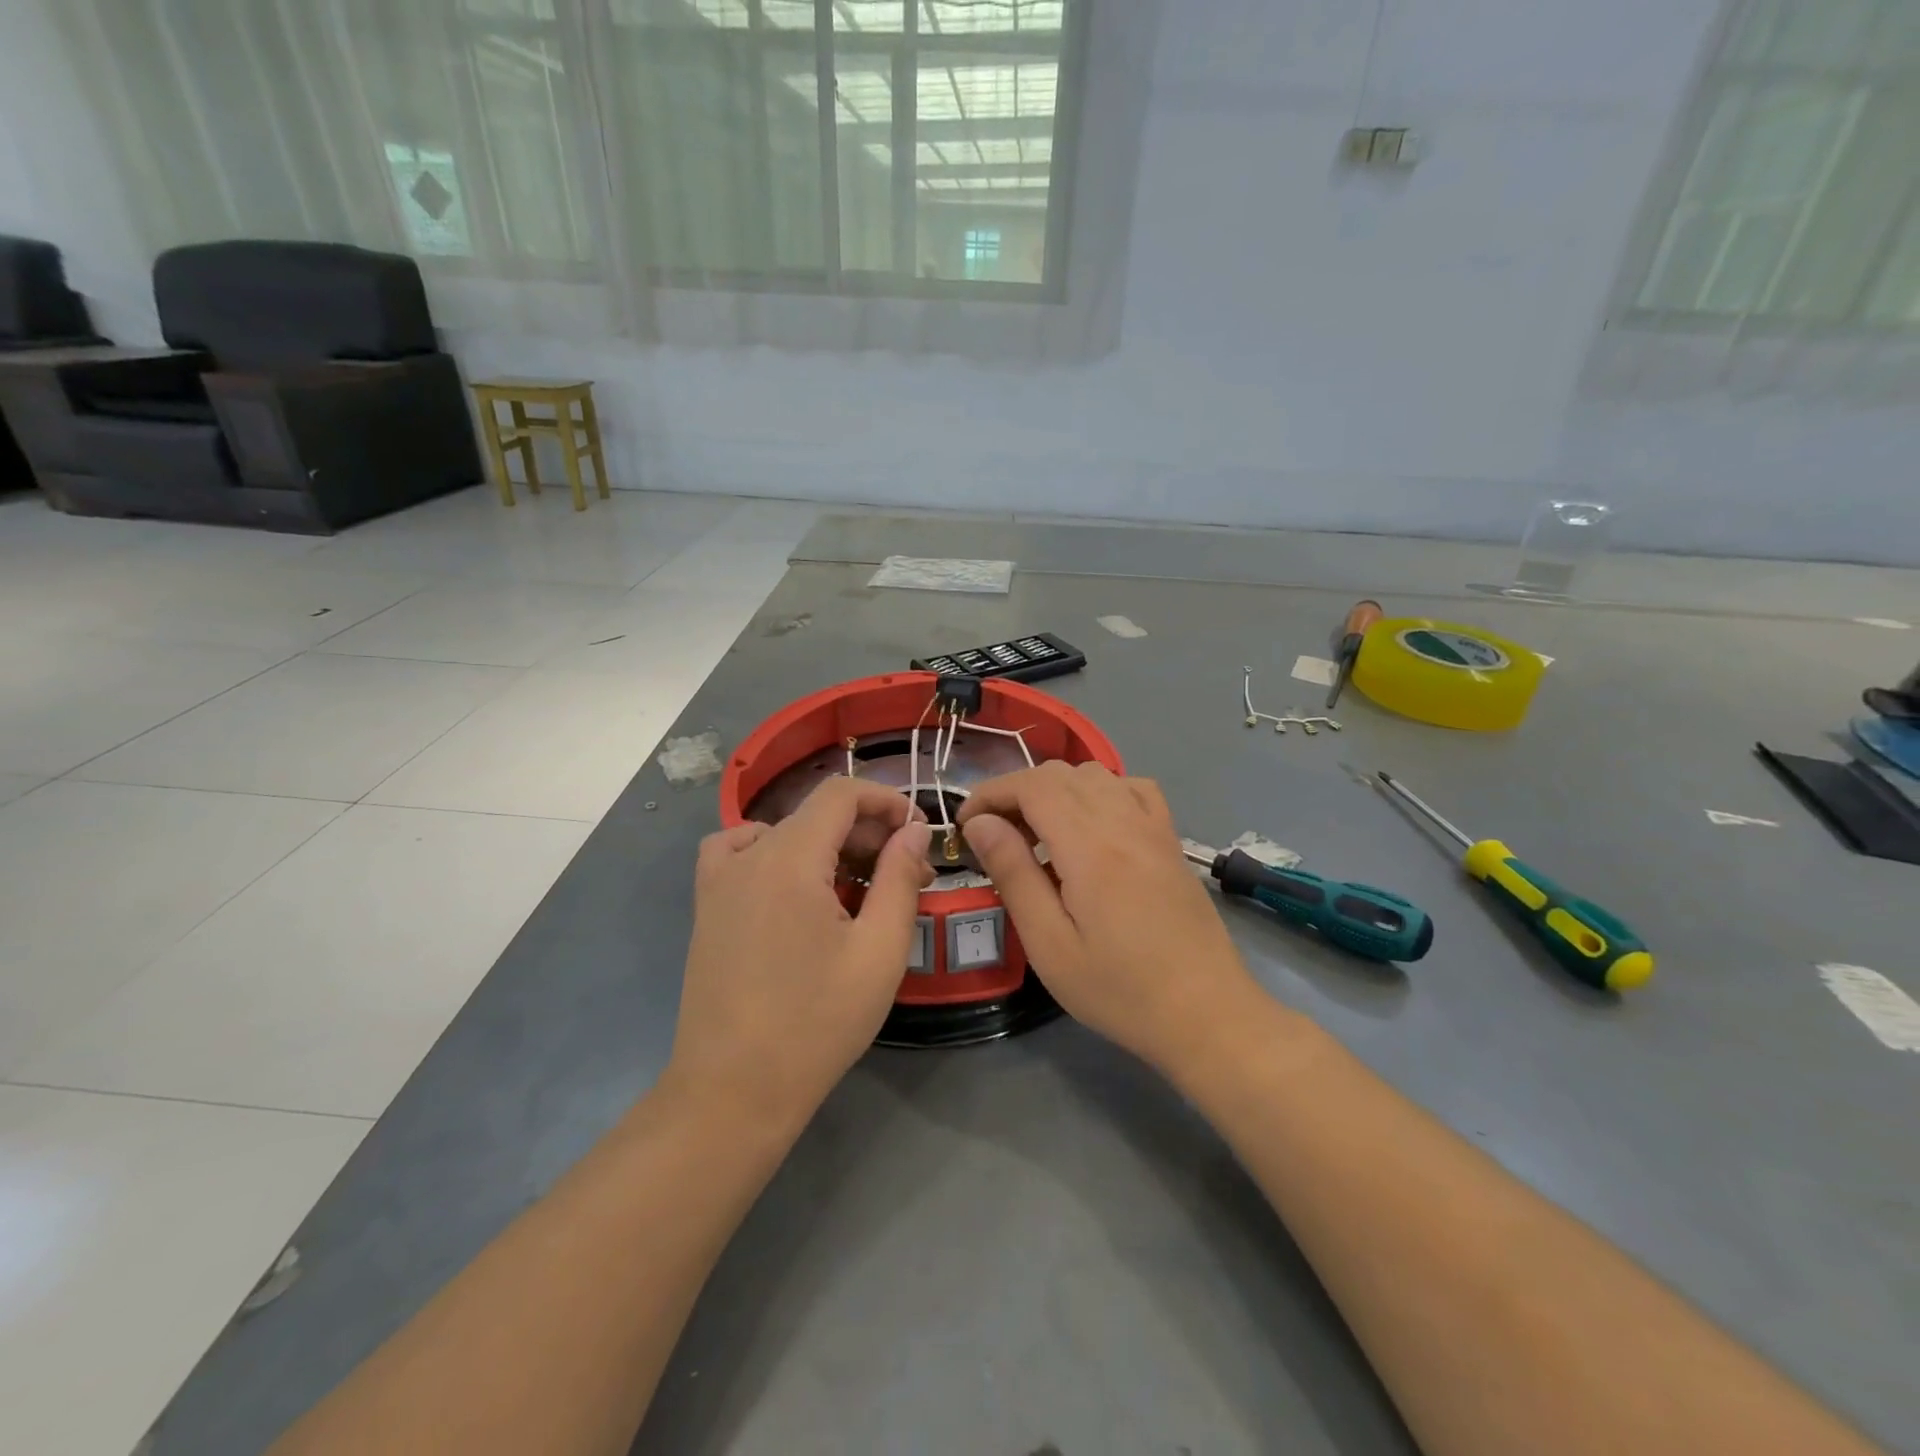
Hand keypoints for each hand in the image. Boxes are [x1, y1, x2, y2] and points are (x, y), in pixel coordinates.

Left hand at [667, 778, 931, 1127]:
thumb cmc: (816, 1023)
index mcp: (789, 860)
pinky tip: (792, 885)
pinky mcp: (706, 907)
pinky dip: (771, 851)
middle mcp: (748, 856)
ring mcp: (719, 881)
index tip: (917, 834)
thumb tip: (913, 830)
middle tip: (906, 875)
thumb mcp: (878, 952)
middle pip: (815, 815)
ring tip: (856, 885)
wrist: (733, 1091)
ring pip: (783, 833)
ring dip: (827, 845)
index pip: (841, 794)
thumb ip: (899, 879)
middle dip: (867, 832)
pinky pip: (738, 852)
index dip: (885, 800)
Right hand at [958, 761, 1266, 1073]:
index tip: (965, 825)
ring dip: (1055, 789)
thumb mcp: (1050, 943)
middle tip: (994, 835)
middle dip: (1016, 791)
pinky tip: (1092, 825)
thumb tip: (980, 824)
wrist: (1207, 1014)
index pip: (1031, 785)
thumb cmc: (1119, 990)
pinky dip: (1101, 791)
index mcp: (1089, 846)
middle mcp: (1123, 821)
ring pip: (1095, 775)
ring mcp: (1153, 827)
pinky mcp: (1171, 840)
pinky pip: (1133, 788)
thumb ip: (1013, 873)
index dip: (991, 793)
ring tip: (1038, 833)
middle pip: (1060, 773)